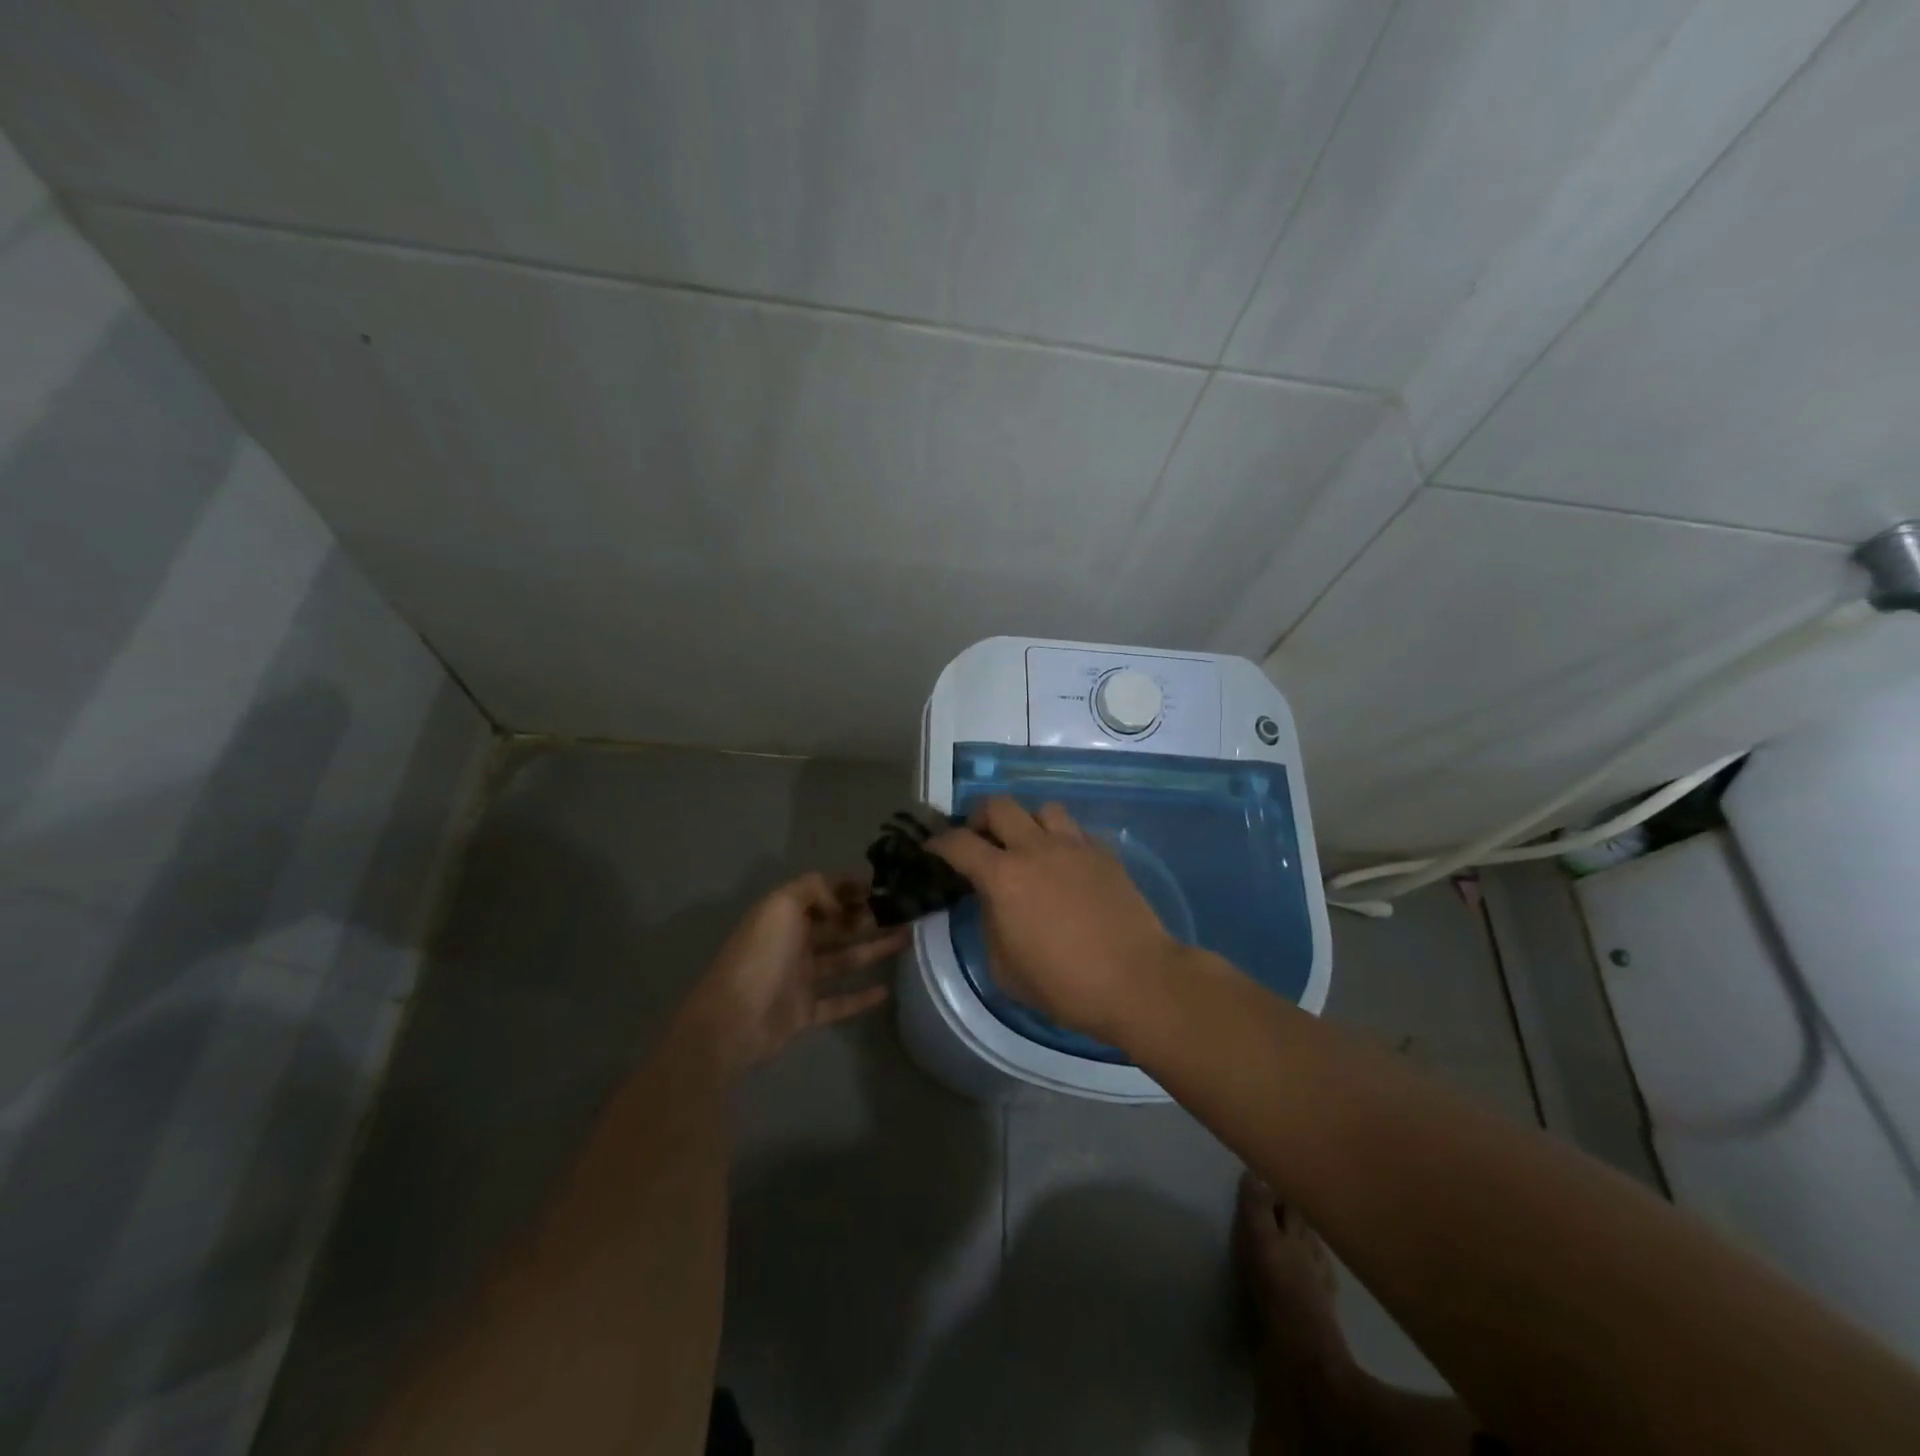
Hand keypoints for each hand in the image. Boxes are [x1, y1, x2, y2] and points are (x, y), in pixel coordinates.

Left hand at [679, 873, 908, 1076]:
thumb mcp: (782, 905)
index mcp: (785, 915)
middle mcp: (793, 943)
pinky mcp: (805, 1012)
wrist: (732, 1021)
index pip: (822, 894)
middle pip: (837, 926)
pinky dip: (860, 997)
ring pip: (844, 960)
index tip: (881, 888)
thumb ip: (814, 889)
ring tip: (907, 941)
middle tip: (903, 914)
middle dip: (867, 918)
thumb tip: (841, 900)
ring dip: (873, 950)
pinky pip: (838, 1001)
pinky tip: (885, 990)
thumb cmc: (761, 956)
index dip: (849, 888)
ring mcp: (799, 979)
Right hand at [929, 797, 1182, 1040]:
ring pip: (1042, 808)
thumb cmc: (1064, 985)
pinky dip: (1061, 840)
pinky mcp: (1104, 853)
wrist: (1136, 980)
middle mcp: (1035, 849)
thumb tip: (993, 903)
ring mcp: (1074, 846)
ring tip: (1028, 847)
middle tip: (981, 840)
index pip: (958, 843)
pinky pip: (1075, 831)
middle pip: (999, 805)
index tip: (932, 850)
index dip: (938, 843)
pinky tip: (1065, 867)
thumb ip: (990, 925)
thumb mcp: (1005, 969)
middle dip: (980, 817)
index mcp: (1003, 877)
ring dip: (1027, 822)